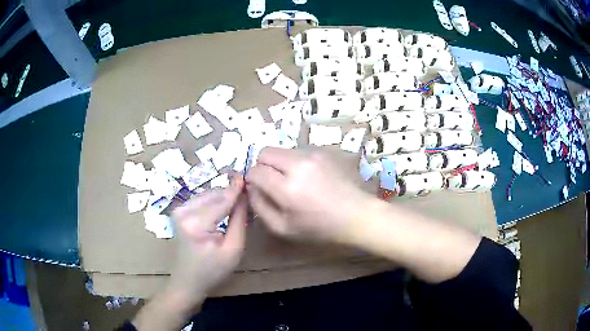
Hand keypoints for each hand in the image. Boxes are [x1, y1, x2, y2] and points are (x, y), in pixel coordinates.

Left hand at [167, 175, 247, 305]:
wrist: (188, 281)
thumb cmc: (213, 270)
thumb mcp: (233, 249)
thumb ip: (239, 220)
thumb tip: (244, 196)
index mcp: (196, 223)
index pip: (222, 200)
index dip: (236, 188)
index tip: (248, 175)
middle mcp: (183, 211)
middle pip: (214, 194)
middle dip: (231, 195)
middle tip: (247, 200)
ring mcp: (179, 209)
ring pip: (208, 195)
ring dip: (223, 199)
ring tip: (237, 209)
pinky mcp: (179, 211)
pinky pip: (202, 200)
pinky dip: (214, 203)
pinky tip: (223, 212)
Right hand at [245, 147, 372, 243]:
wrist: (356, 214)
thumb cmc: (319, 227)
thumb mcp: (283, 228)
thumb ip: (260, 206)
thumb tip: (251, 187)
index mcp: (287, 187)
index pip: (255, 170)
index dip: (252, 179)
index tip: (260, 188)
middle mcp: (298, 164)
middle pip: (265, 152)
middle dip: (263, 166)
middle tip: (274, 182)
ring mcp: (313, 153)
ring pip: (283, 150)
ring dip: (282, 163)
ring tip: (296, 181)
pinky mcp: (325, 150)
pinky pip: (300, 151)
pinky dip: (297, 162)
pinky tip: (311, 177)